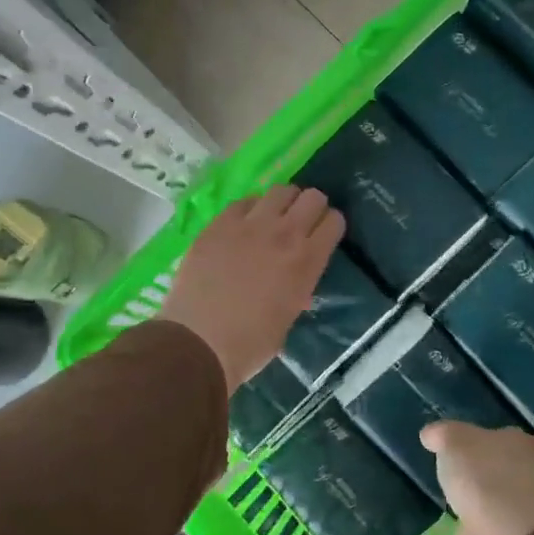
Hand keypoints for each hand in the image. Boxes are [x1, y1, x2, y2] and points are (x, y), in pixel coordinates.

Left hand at [159, 186, 343, 387]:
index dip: (330, 225)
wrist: (200, 342)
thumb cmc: (250, 343)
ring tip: (273, 217)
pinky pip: (244, 202)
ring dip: (283, 202)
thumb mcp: (289, 317)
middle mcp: (285, 234)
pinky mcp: (219, 224)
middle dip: (311, 207)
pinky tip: (243, 225)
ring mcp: (250, 225)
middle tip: (301, 222)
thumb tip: (298, 283)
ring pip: (280, 191)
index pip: (334, 221)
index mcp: (308, 261)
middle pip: (312, 197)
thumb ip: (298, 289)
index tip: (323, 234)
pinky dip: (250, 209)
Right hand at [423, 422, 533, 534]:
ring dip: (489, 499)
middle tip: (475, 469)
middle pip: (523, 472)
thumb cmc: (482, 473)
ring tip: (462, 495)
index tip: (508, 449)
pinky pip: (491, 527)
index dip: (527, 448)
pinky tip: (459, 522)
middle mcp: (533, 480)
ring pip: (507, 500)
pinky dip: (478, 526)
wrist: (497, 534)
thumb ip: (443, 434)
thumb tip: (432, 435)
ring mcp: (521, 514)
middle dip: (502, 472)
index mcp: (528, 449)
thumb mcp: (453, 439)